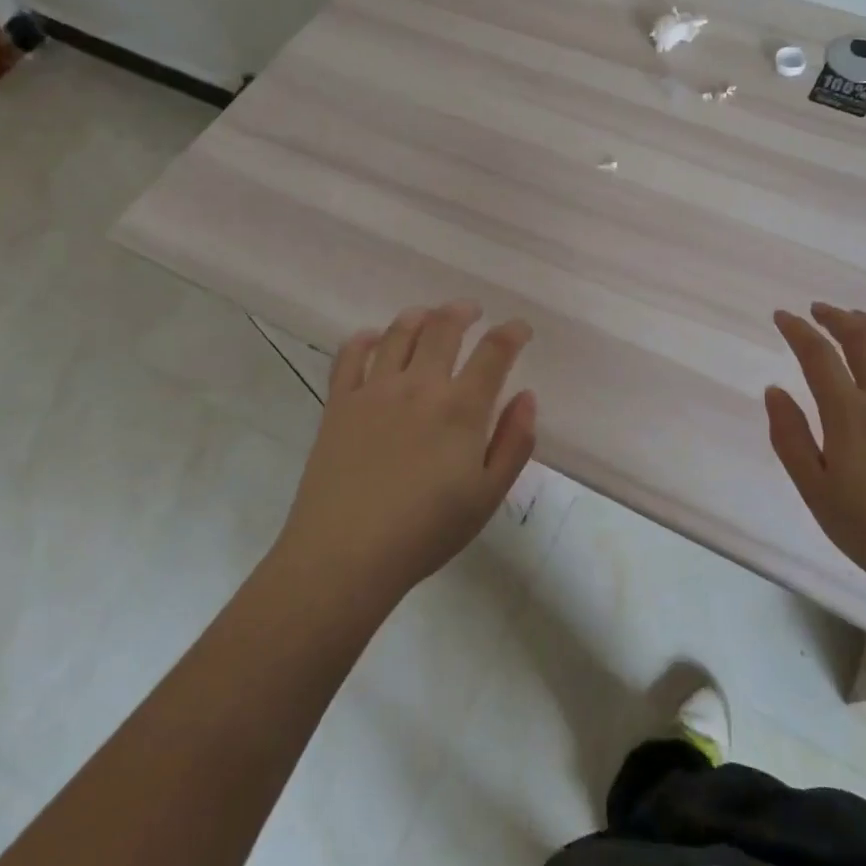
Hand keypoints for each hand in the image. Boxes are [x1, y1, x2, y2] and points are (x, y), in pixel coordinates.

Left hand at [276, 301, 537, 601]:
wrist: (346, 554)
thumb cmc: (426, 531)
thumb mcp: (488, 495)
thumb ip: (514, 442)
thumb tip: (526, 397)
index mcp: (460, 408)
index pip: (494, 352)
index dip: (512, 333)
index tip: (520, 329)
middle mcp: (419, 385)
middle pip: (443, 328)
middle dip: (463, 312)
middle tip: (472, 311)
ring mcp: (374, 390)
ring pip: (398, 333)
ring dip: (419, 316)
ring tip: (429, 316)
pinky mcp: (339, 403)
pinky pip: (349, 356)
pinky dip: (364, 339)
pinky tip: (372, 339)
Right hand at [765, 303, 865, 617]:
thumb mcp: (816, 492)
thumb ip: (791, 438)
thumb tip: (774, 390)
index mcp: (851, 416)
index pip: (819, 357)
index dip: (798, 331)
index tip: (782, 317)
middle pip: (864, 341)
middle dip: (837, 318)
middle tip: (818, 311)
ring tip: (860, 318)